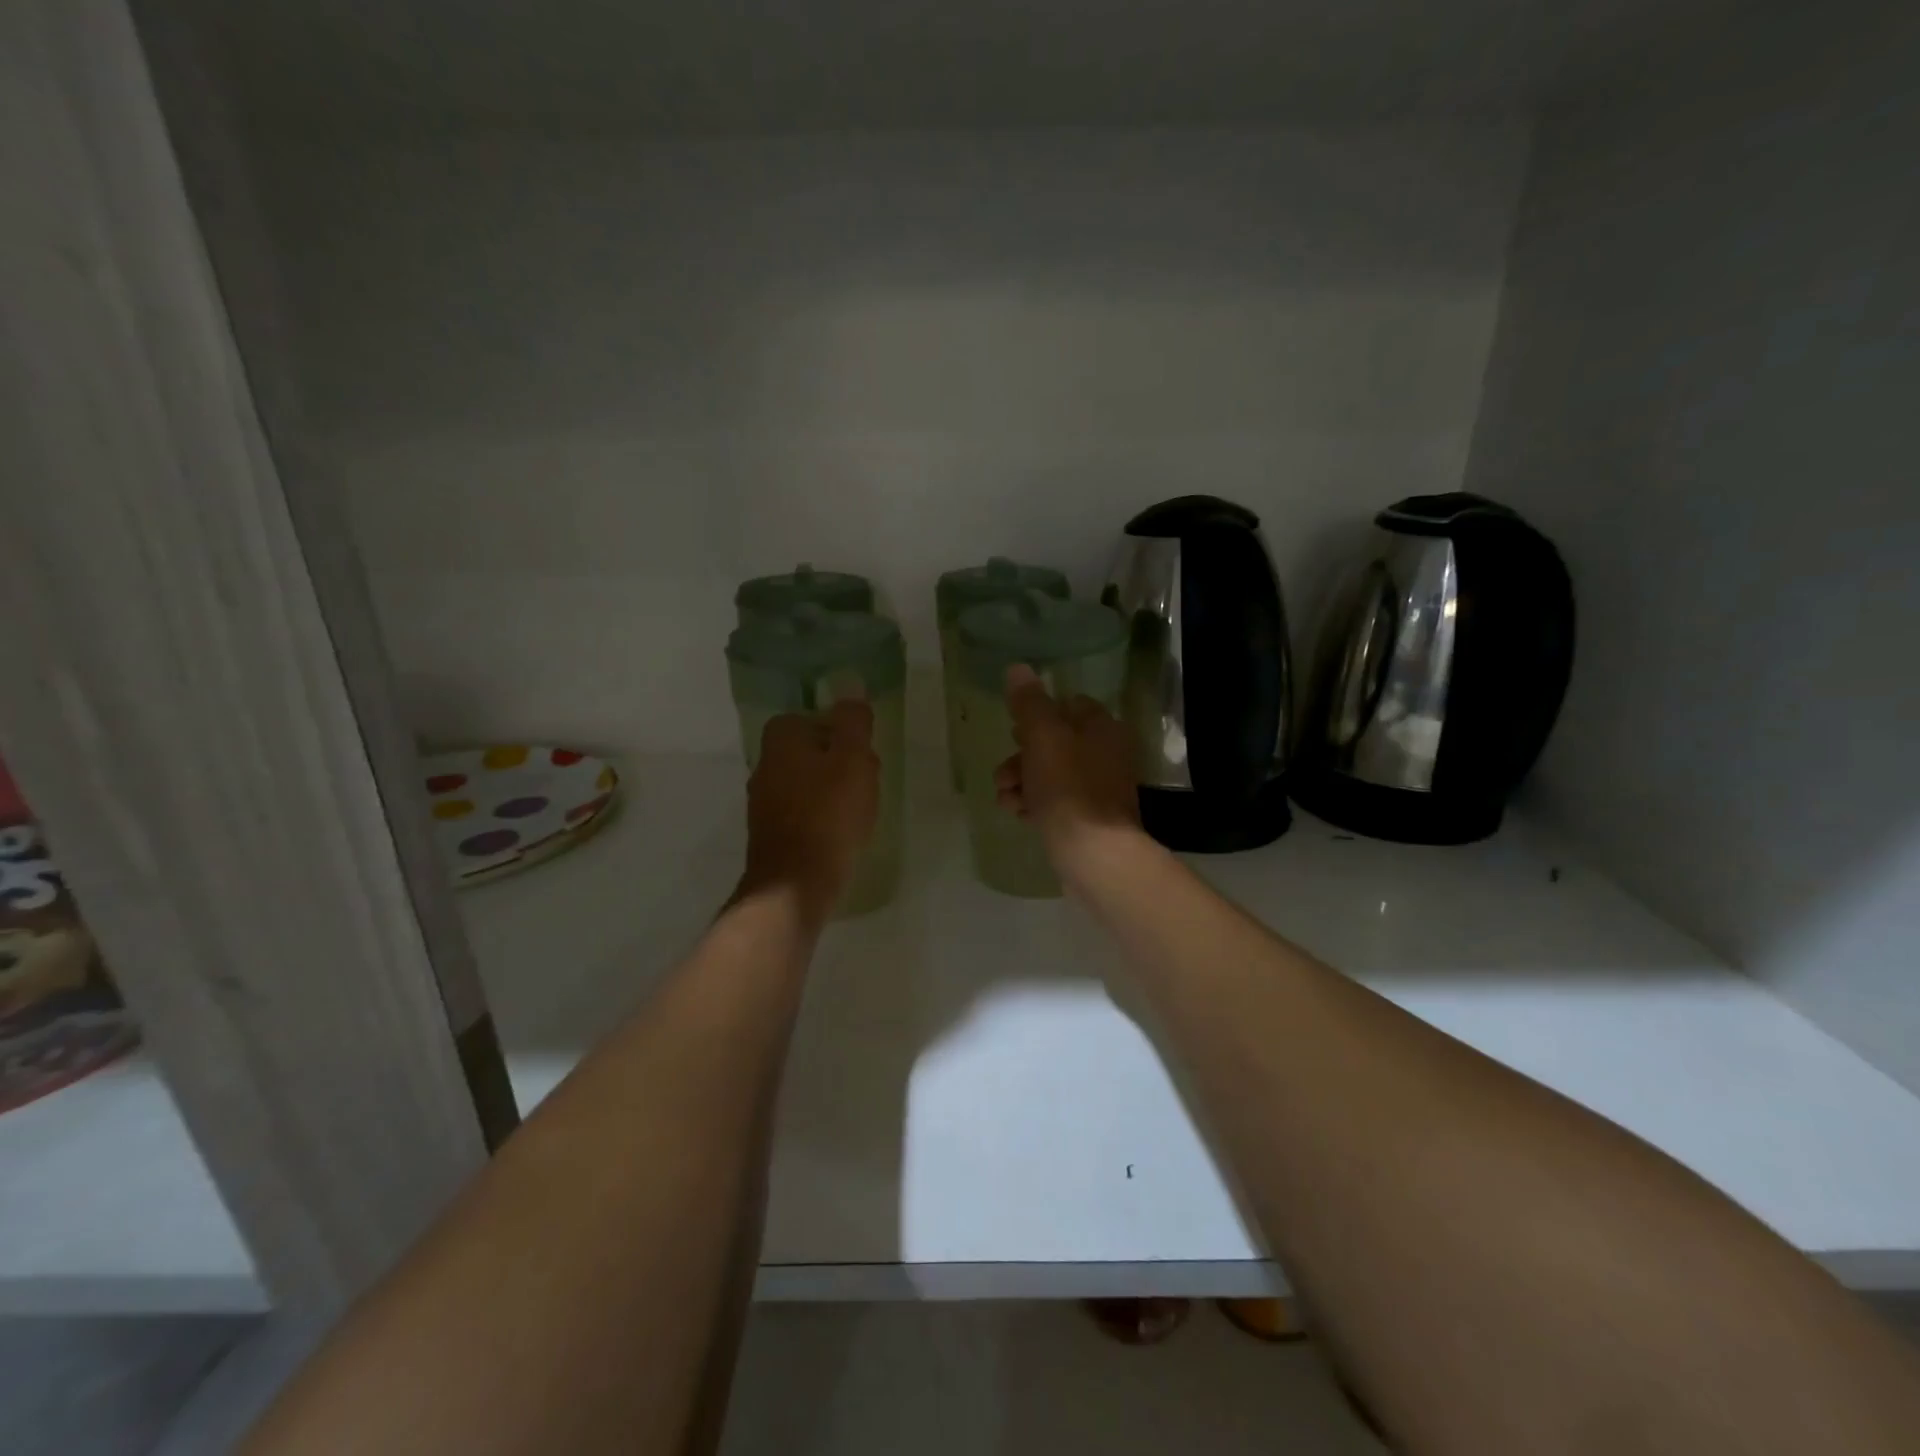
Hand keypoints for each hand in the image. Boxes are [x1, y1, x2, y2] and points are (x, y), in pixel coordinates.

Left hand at [740, 700, 880, 923]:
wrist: (795, 884)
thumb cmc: (829, 814)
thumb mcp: (853, 759)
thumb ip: (853, 722)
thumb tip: (851, 690)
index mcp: (781, 740)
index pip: (809, 718)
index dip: (838, 731)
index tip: (862, 751)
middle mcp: (765, 766)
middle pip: (808, 751)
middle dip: (838, 762)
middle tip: (867, 780)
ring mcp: (763, 803)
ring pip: (805, 783)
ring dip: (832, 791)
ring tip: (859, 809)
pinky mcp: (770, 835)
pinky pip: (802, 813)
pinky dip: (821, 817)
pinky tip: (841, 833)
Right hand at [994, 665, 1143, 873]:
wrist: (1094, 854)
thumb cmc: (1069, 788)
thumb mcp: (1044, 738)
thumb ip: (1029, 703)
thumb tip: (1018, 668)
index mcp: (1102, 728)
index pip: (1069, 705)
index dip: (1037, 714)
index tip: (1014, 729)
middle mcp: (1106, 754)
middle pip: (1055, 742)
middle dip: (1021, 755)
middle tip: (1003, 772)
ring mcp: (1098, 789)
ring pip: (1050, 774)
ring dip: (1022, 781)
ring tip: (1005, 798)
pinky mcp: (1088, 819)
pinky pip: (1056, 802)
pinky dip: (1034, 803)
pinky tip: (1018, 814)